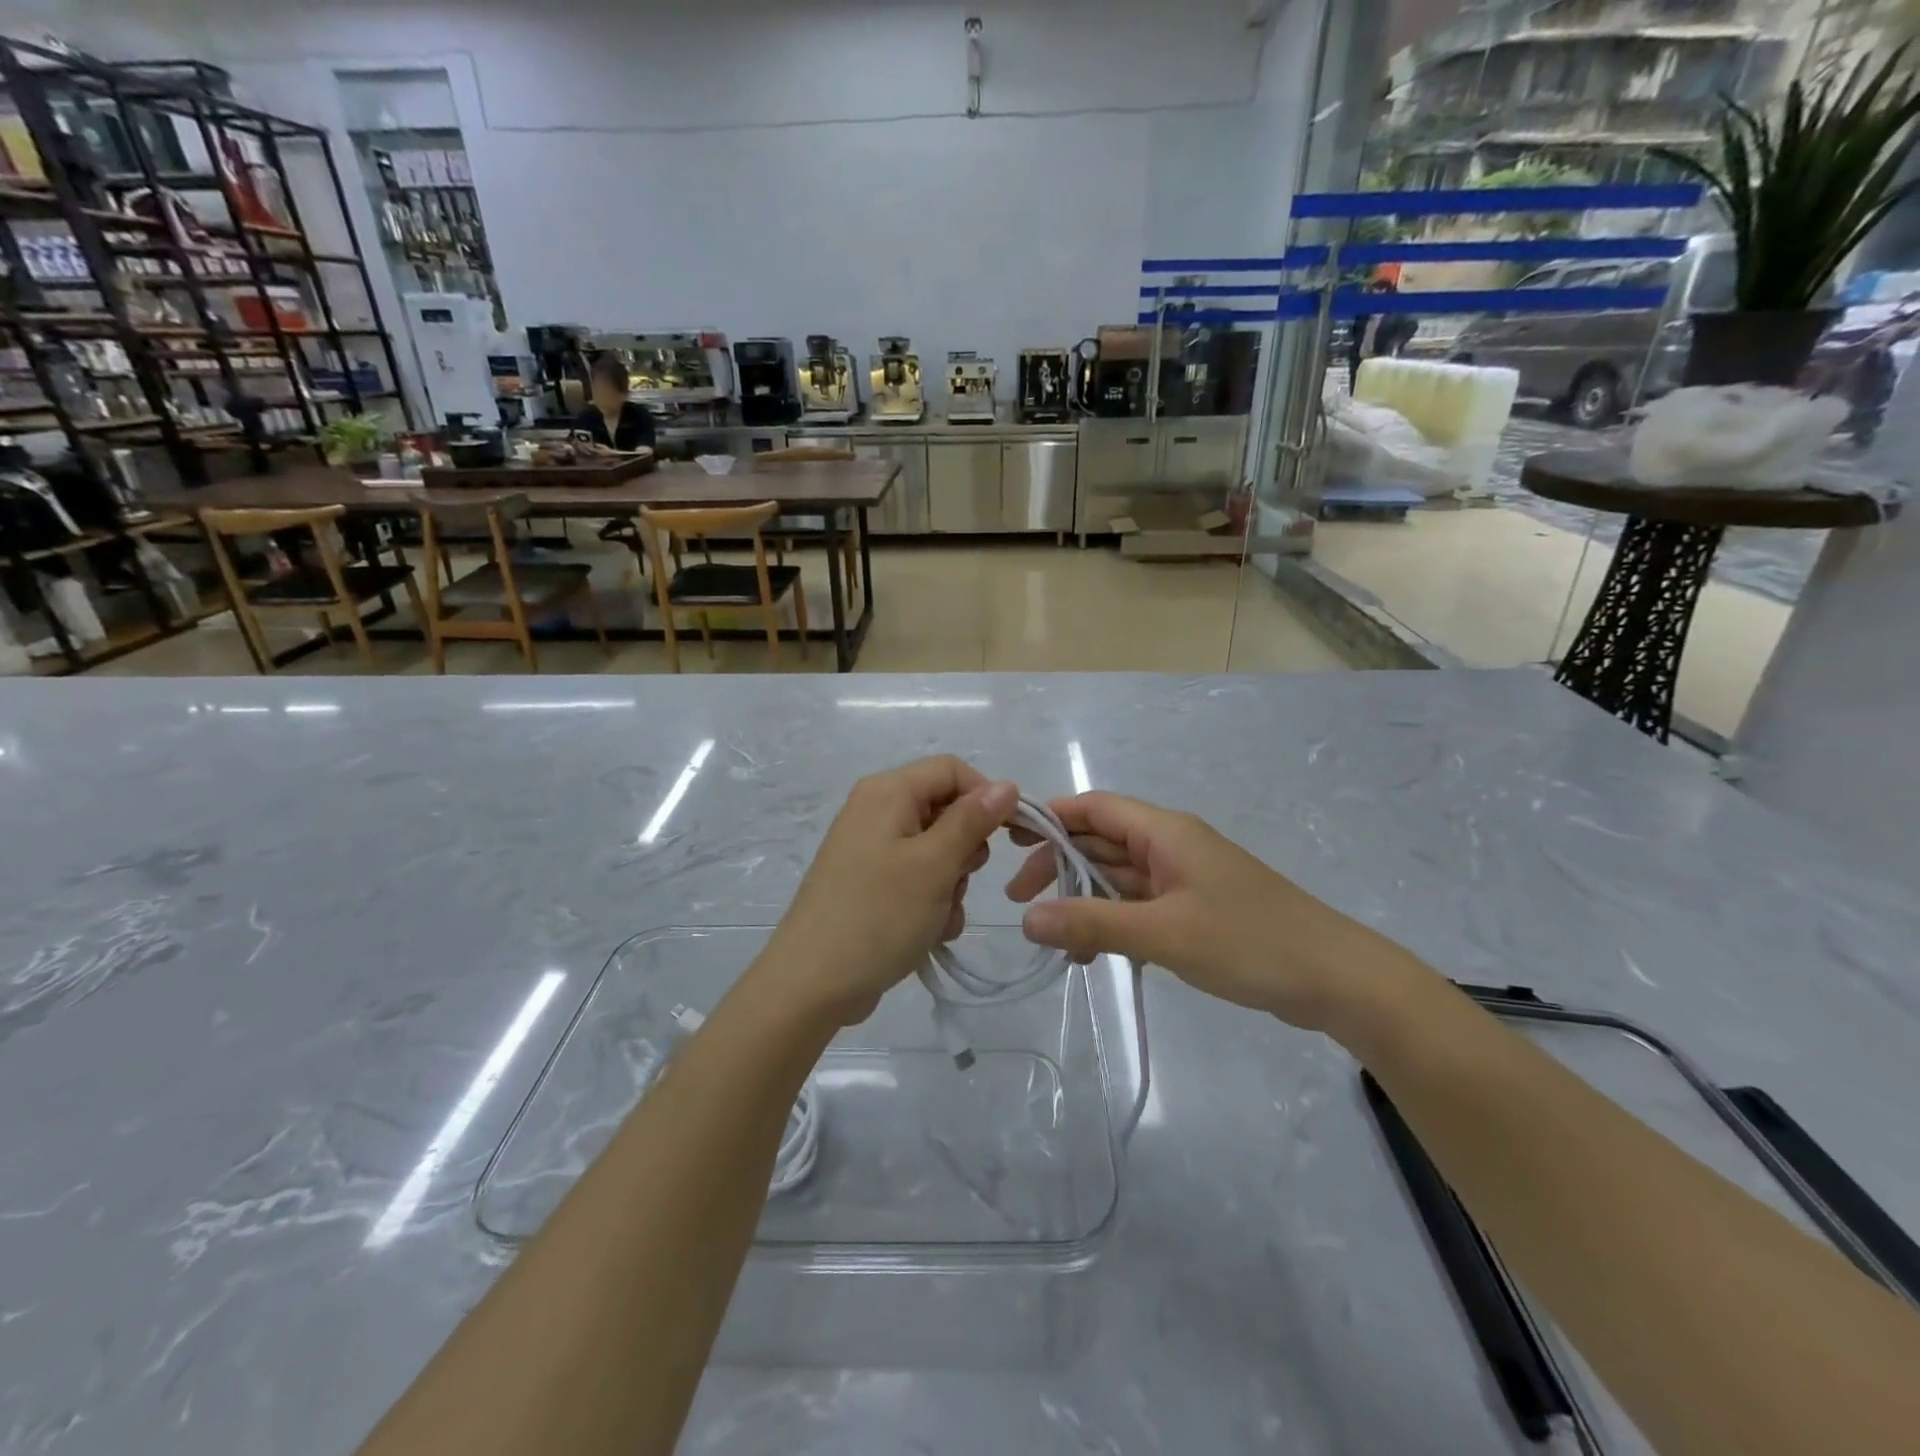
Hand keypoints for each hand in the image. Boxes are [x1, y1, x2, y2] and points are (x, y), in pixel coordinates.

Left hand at [765, 757, 1019, 1026]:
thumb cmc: (877, 916)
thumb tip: (1007, 785)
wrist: (811, 984)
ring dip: (951, 883)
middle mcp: (876, 810)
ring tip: (939, 916)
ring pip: (937, 849)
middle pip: (946, 810)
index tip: (1012, 837)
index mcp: (888, 792)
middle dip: (965, 849)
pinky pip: (917, 877)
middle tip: (959, 881)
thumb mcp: (934, 865)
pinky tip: (928, 932)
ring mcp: (870, 848)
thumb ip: (973, 820)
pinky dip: (931, 901)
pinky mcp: (869, 882)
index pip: (953, 770)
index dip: (987, 797)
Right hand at [1007, 792, 1416, 1030]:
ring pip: (1118, 878)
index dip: (1049, 818)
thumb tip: (1026, 919)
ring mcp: (1184, 878)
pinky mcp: (1195, 908)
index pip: (1093, 807)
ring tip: (1055, 942)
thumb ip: (1093, 924)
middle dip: (1058, 867)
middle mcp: (1170, 845)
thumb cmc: (1249, 942)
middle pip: (1100, 842)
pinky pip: (1140, 905)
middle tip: (1019, 902)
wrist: (1336, 979)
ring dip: (1084, 902)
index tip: (1007, 843)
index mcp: (1164, 832)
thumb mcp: (1163, 934)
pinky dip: (1113, 923)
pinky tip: (1095, 956)